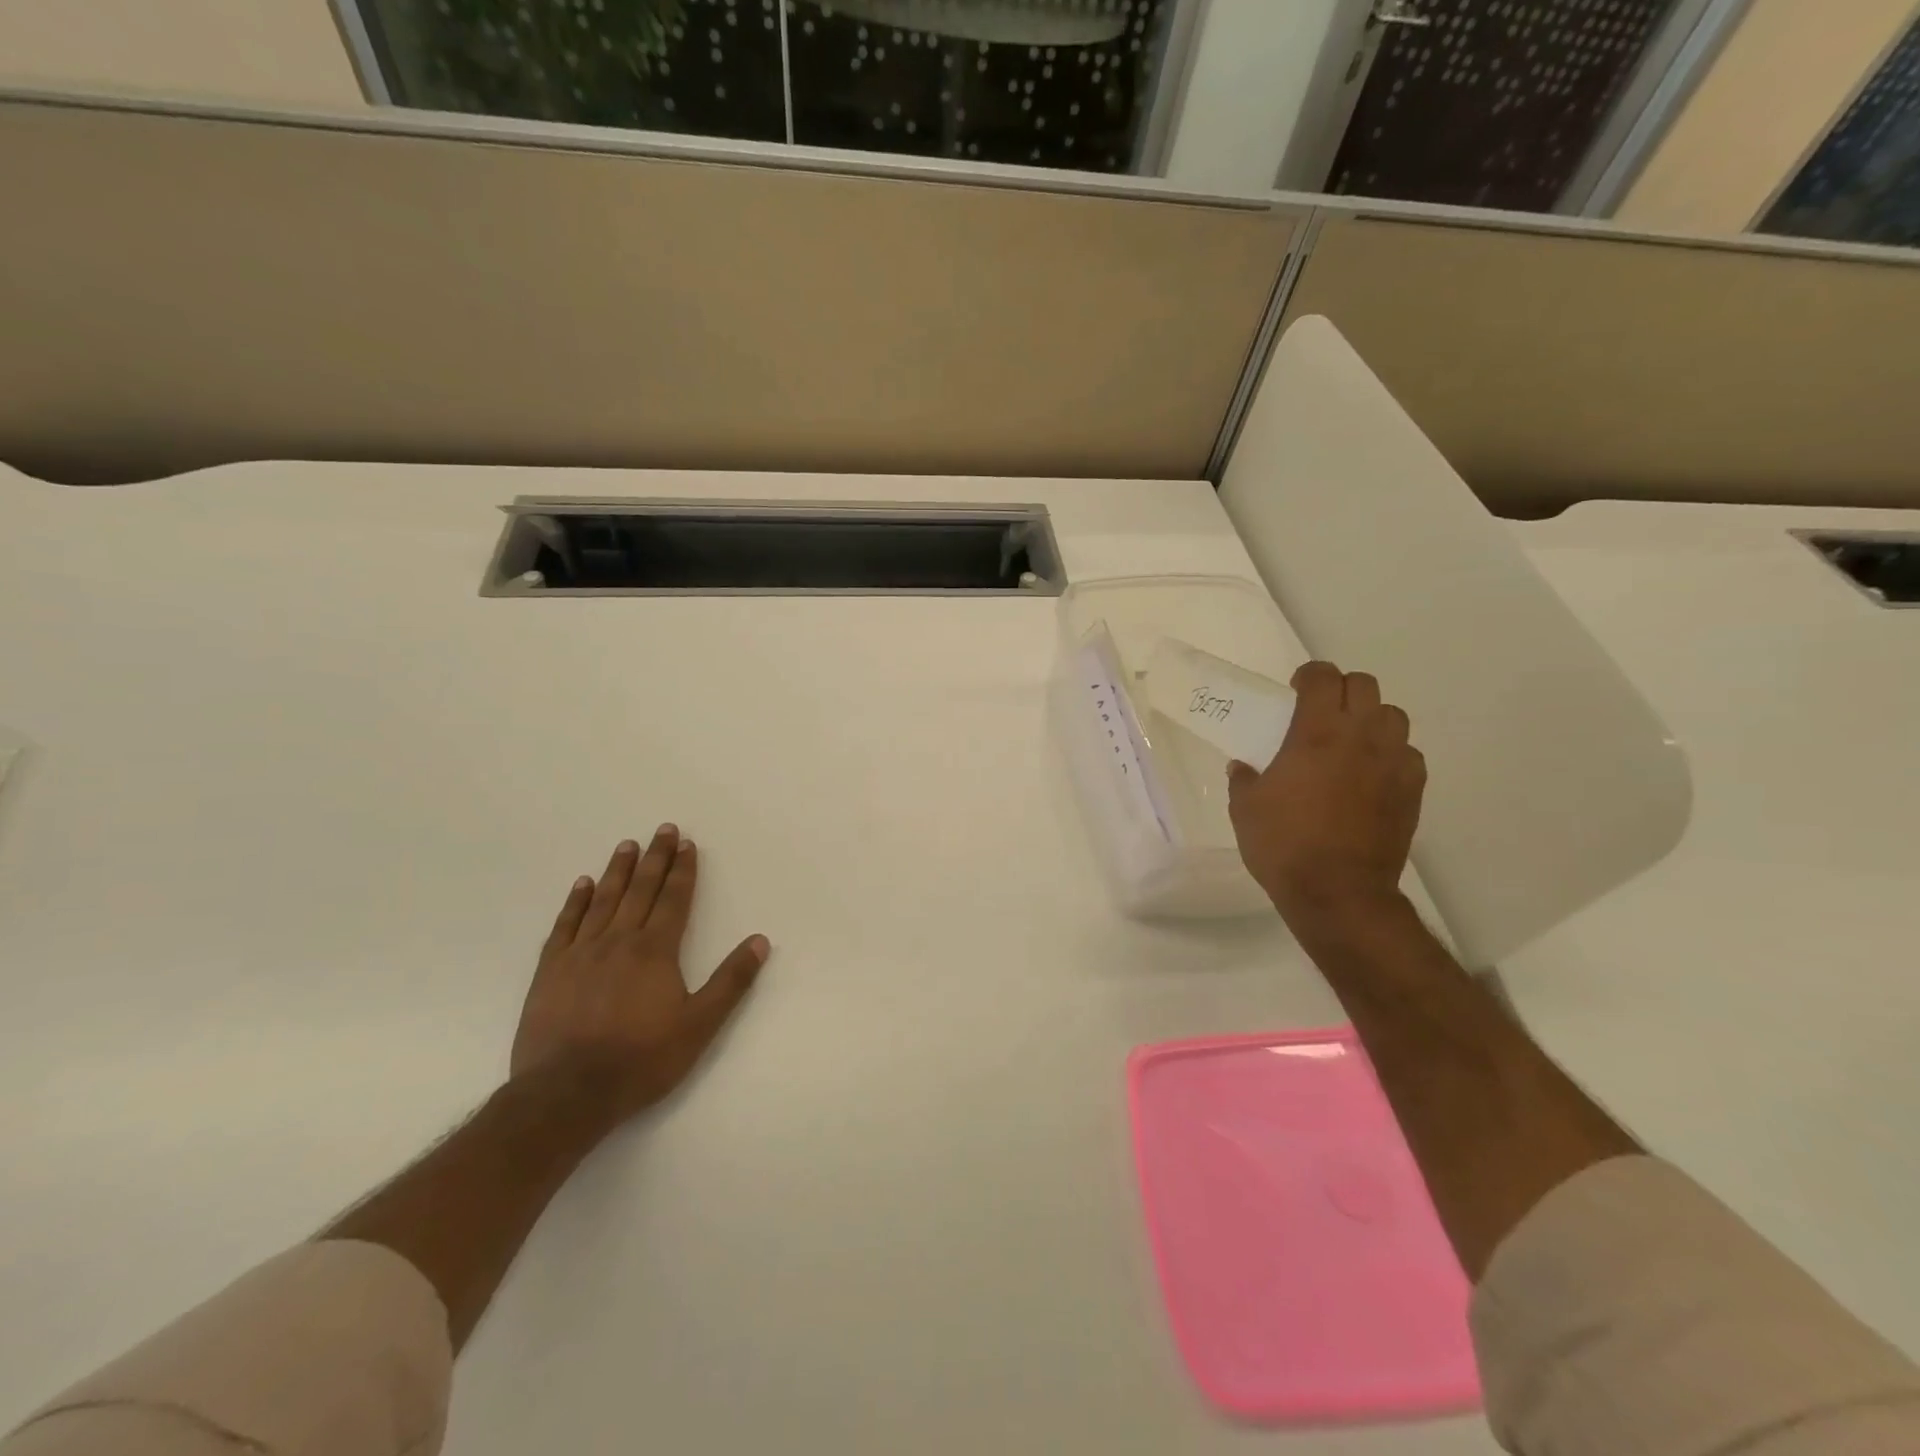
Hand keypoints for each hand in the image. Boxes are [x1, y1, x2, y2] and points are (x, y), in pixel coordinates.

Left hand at [512, 826, 768, 1125]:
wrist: (567, 1093)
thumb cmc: (641, 1059)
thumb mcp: (699, 1026)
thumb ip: (731, 981)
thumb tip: (760, 941)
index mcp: (656, 951)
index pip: (674, 899)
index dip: (682, 870)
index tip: (687, 844)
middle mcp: (619, 941)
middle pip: (641, 890)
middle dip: (655, 858)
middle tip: (662, 829)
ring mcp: (581, 953)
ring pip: (604, 900)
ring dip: (618, 871)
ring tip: (627, 845)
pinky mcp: (551, 971)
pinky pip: (565, 925)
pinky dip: (575, 902)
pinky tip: (582, 885)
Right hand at [1226, 662, 1425, 934]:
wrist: (1338, 892)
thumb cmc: (1284, 844)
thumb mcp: (1245, 809)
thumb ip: (1244, 780)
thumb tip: (1243, 767)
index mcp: (1316, 732)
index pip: (1323, 677)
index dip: (1309, 675)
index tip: (1296, 690)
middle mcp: (1361, 736)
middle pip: (1364, 686)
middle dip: (1341, 690)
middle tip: (1321, 712)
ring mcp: (1393, 762)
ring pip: (1393, 716)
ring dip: (1371, 719)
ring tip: (1351, 742)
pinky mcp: (1413, 789)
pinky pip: (1408, 754)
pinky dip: (1390, 754)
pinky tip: (1371, 776)